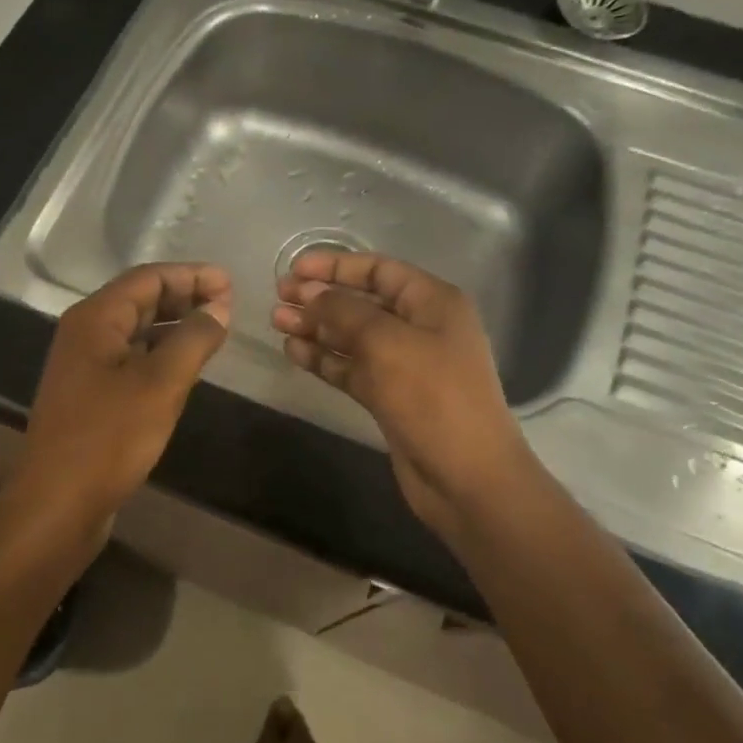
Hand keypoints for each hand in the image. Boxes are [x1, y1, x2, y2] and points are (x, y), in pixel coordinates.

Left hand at [11, 262, 231, 532]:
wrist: (57, 505)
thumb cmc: (108, 438)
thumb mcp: (161, 384)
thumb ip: (193, 339)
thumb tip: (219, 306)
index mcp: (95, 319)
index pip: (147, 279)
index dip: (190, 275)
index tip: (230, 282)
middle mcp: (85, 334)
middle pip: (140, 300)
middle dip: (184, 296)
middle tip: (228, 304)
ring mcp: (85, 366)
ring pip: (137, 331)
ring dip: (174, 325)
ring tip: (215, 329)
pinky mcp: (91, 395)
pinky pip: (132, 358)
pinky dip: (161, 353)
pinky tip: (186, 365)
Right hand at [272, 251, 533, 535]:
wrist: (466, 476)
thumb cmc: (432, 396)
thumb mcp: (385, 342)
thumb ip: (343, 312)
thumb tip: (310, 295)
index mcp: (432, 303)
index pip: (379, 270)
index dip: (335, 266)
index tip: (294, 269)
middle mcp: (420, 327)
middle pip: (362, 302)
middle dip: (320, 297)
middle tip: (278, 297)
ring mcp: (405, 364)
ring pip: (352, 337)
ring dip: (316, 328)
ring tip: (277, 322)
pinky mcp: (390, 397)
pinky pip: (351, 368)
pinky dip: (324, 359)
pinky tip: (293, 352)